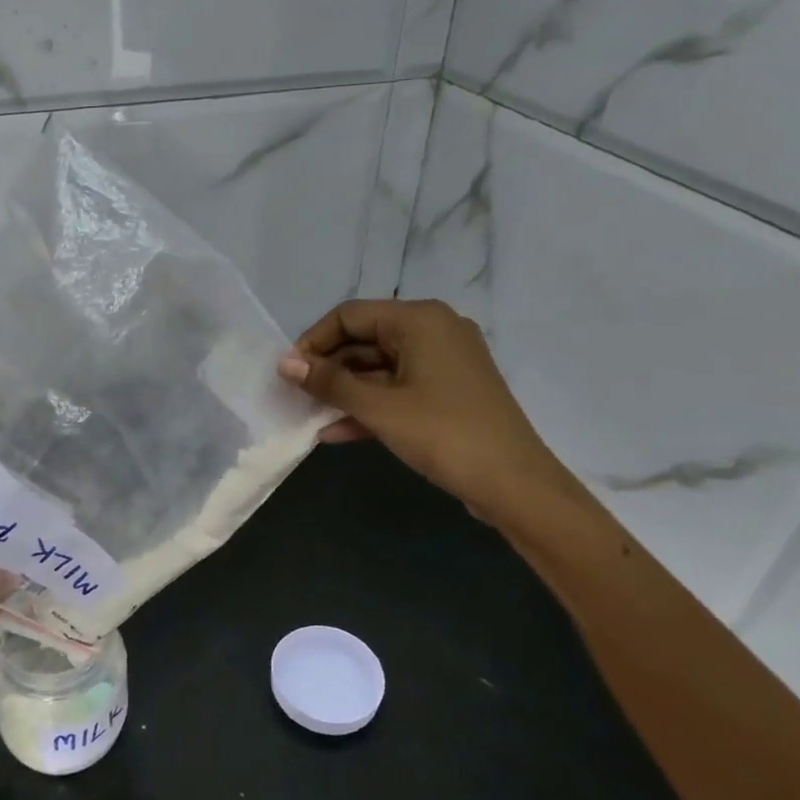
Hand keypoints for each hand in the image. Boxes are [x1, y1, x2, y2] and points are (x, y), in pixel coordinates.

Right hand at [277, 298, 569, 522]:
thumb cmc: (443, 434)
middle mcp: (434, 330)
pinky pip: (399, 388)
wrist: (514, 484)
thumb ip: (329, 382)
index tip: (288, 373)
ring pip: (380, 367)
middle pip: (365, 339)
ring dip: (346, 391)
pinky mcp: (448, 391)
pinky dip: (370, 406)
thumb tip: (285, 363)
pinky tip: (337, 432)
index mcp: (420, 320)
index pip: (350, 315)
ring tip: (310, 415)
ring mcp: (444, 362)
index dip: (314, 341)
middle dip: (329, 368)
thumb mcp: (379, 408)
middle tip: (296, 396)